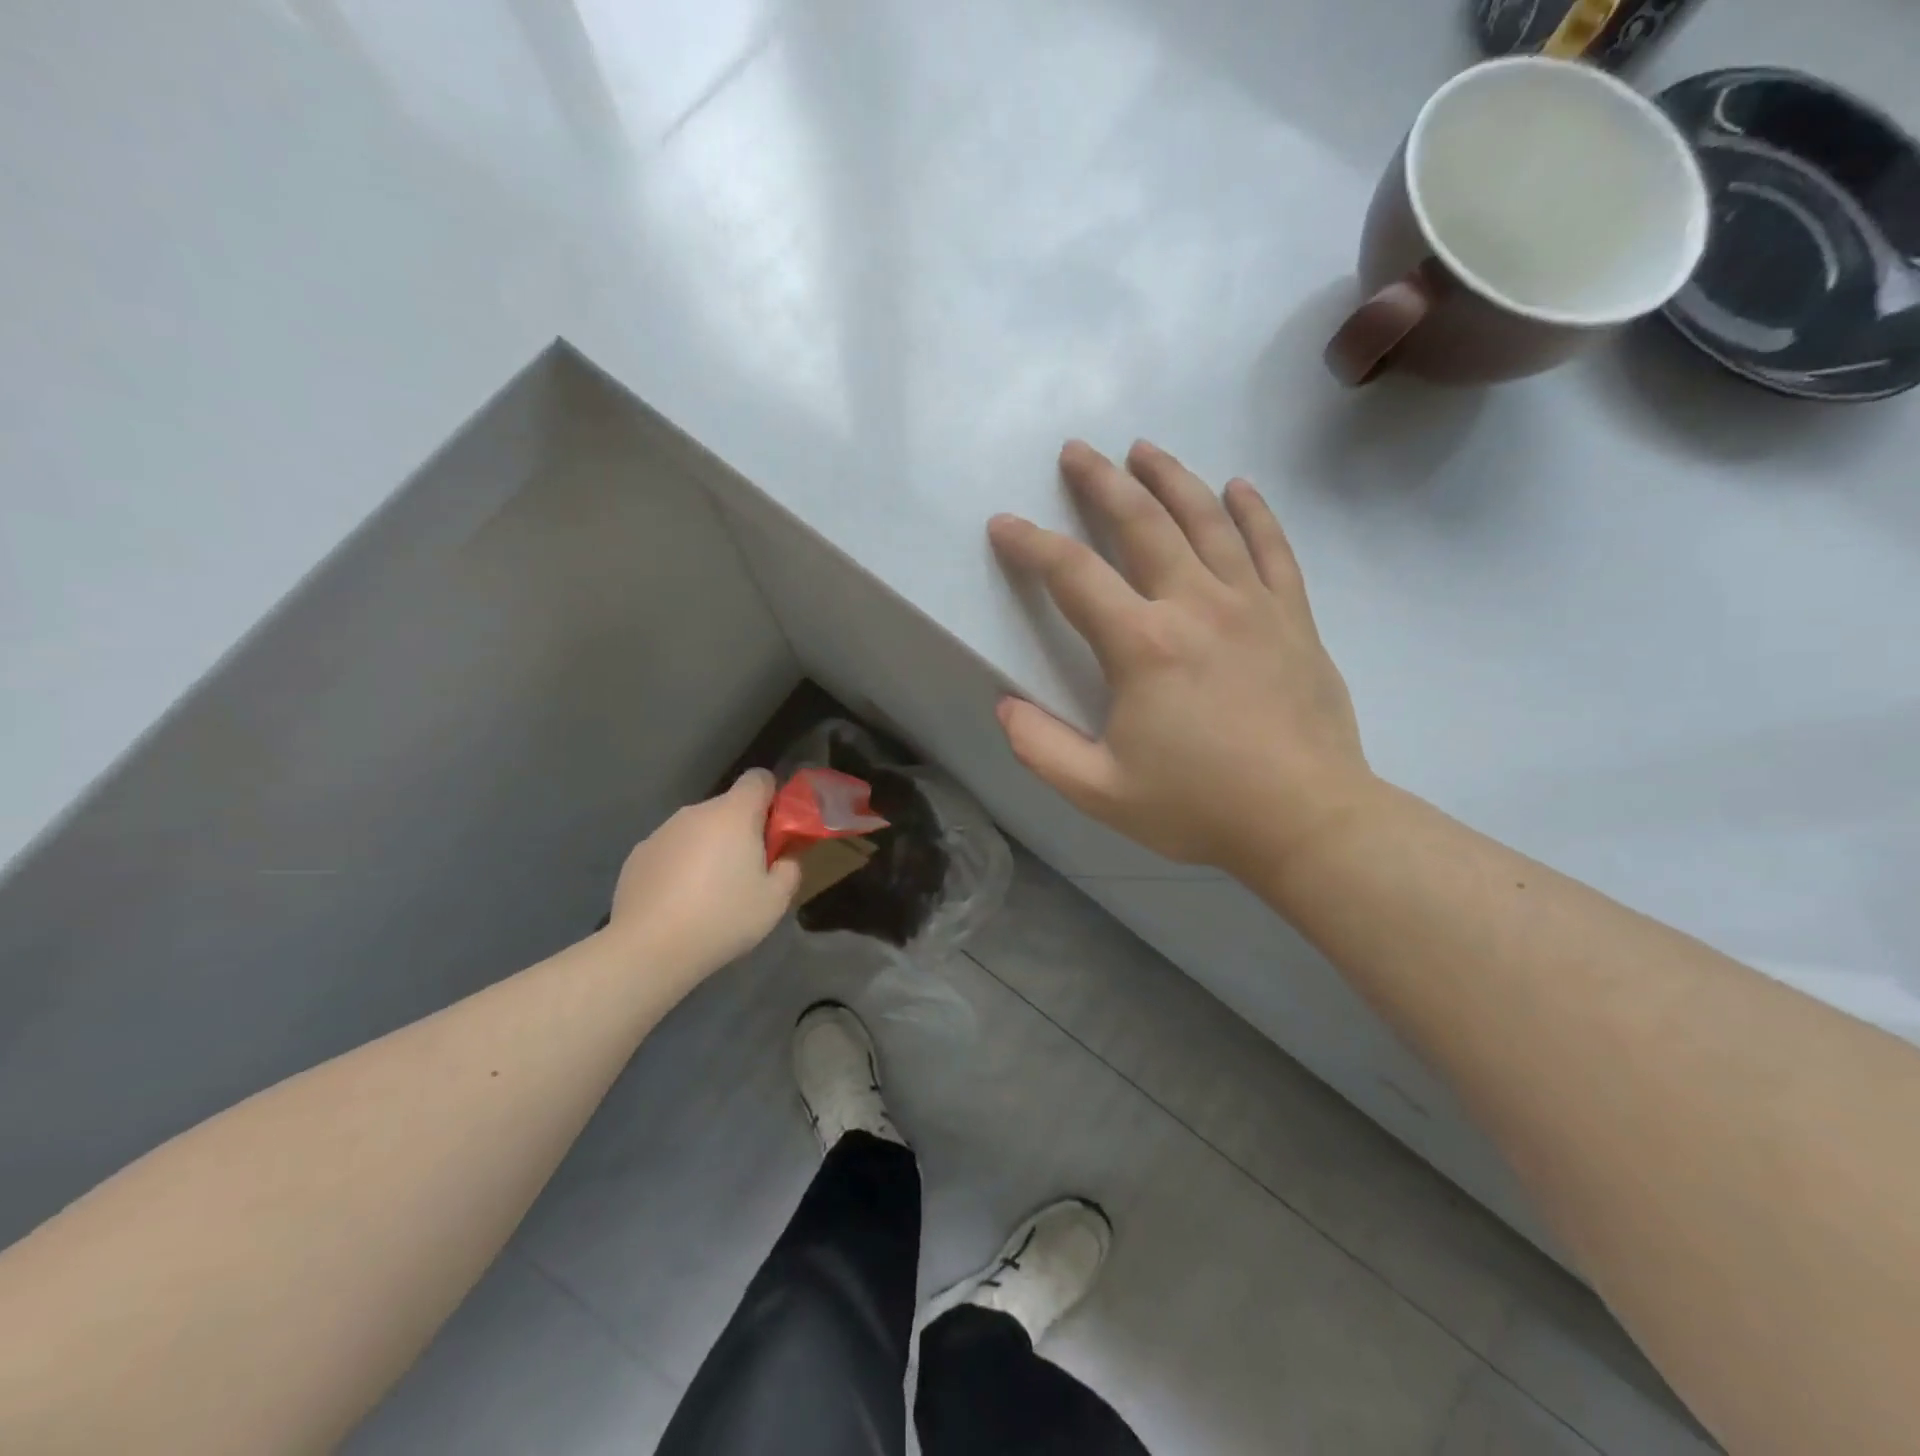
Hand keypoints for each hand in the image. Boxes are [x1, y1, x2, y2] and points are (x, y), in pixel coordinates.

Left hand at [606, 770, 801, 979]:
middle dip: (742, 831)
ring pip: (698, 830)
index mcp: (734, 814)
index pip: (759, 779)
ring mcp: (662, 832)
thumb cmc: (723, 917)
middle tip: (749, 872)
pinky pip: (672, 850)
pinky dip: (681, 866)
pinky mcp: (638, 855)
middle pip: (728, 808)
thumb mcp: (775, 900)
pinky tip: (679, 902)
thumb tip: (783, 857)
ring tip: (710, 893)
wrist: (649, 948)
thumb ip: (790, 868)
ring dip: (710, 848)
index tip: (775, 830)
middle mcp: (696, 812)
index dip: (773, 798)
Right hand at [989, 440, 1381, 874]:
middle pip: (1142, 523)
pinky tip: (1238, 486)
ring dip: (1171, 478)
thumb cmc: (1200, 807)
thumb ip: (1041, 748)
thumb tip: (1004, 706)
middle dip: (1102, 481)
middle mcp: (1196, 605)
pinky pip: (1272, 547)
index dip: (1031, 544)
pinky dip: (1253, 512)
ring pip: (1207, 519)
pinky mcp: (1293, 618)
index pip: (1072, 575)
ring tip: (1144, 448)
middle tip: (1076, 451)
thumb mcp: (1100, 791)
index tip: (1004, 524)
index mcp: (1143, 644)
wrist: (1307, 821)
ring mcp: (1252, 605)